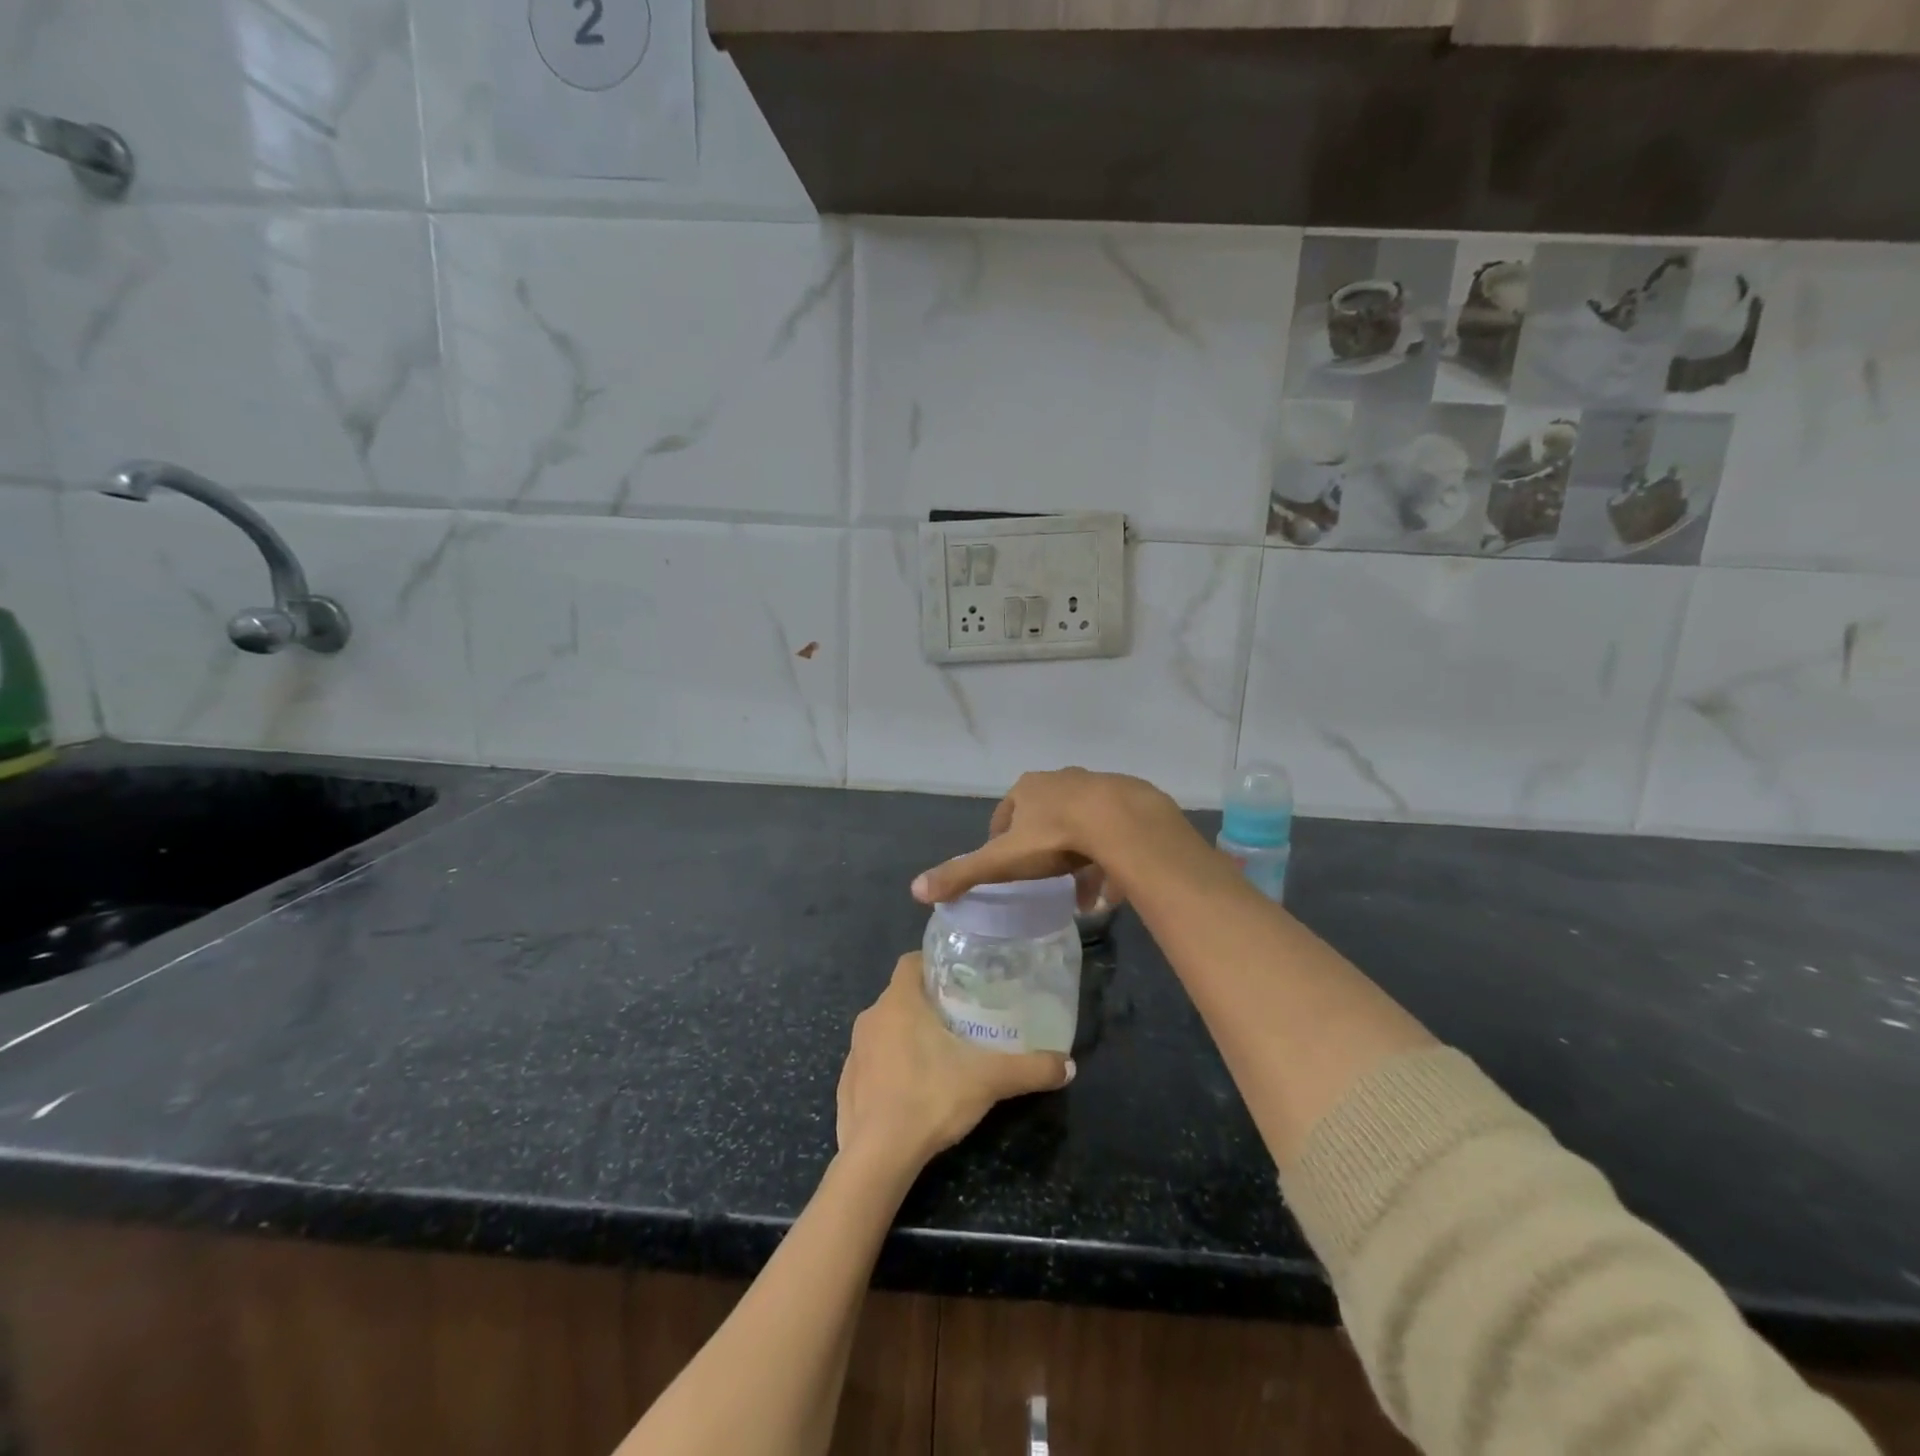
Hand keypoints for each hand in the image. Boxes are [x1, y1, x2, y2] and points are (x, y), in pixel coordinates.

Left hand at [837, 954, 1072, 1172]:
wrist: (877, 1157)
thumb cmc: (929, 1098)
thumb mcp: (988, 1080)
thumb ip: (1029, 1069)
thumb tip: (1068, 1065)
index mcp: (898, 1002)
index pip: (911, 962)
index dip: (934, 964)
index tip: (960, 977)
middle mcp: (871, 1017)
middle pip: (902, 996)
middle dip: (928, 1003)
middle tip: (962, 1017)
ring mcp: (855, 1051)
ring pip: (886, 1028)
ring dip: (908, 1034)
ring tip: (941, 1052)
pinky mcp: (846, 1083)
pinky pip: (872, 1061)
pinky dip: (891, 1066)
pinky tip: (913, 1088)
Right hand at [911, 768, 1179, 906]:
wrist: (1121, 822)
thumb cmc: (1055, 837)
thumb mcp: (1002, 860)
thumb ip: (962, 874)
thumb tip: (915, 890)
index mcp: (1027, 789)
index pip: (1005, 814)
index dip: (1001, 840)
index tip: (1006, 866)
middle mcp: (1060, 780)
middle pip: (1045, 817)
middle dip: (1042, 850)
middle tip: (1045, 881)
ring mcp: (1097, 786)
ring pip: (1081, 826)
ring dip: (1078, 858)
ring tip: (1082, 894)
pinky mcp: (1128, 800)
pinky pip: (1112, 834)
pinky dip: (1108, 859)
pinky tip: (1111, 889)